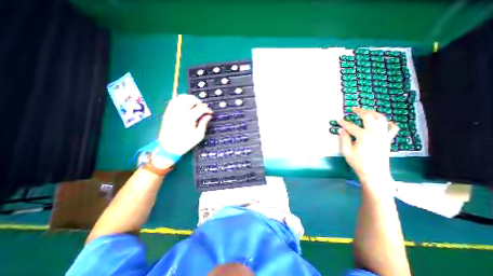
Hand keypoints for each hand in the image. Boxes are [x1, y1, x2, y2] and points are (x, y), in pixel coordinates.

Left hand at [153, 95, 211, 167]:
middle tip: (202, 109)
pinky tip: (185, 106)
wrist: (168, 147)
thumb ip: (204, 123)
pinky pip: (174, 100)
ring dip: (190, 99)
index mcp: (189, 118)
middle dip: (199, 102)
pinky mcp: (167, 112)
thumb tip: (208, 116)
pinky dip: (181, 100)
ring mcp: (172, 111)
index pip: (200, 108)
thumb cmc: (185, 143)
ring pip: (182, 97)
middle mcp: (180, 112)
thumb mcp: (199, 135)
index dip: (207, 109)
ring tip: (194, 106)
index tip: (210, 113)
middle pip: (191, 99)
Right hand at [335, 108, 399, 190]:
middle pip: (369, 117)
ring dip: (373, 113)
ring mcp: (383, 135)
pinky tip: (383, 122)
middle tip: (353, 109)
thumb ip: (344, 139)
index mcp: (363, 136)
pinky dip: (388, 123)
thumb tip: (341, 129)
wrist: (375, 173)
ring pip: (381, 119)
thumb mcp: (347, 152)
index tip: (338, 119)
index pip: (351, 126)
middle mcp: (375, 133)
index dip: (343, 122)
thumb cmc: (358, 163)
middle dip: (360, 111)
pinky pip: (392, 128)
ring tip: (366, 111)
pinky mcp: (388, 139)